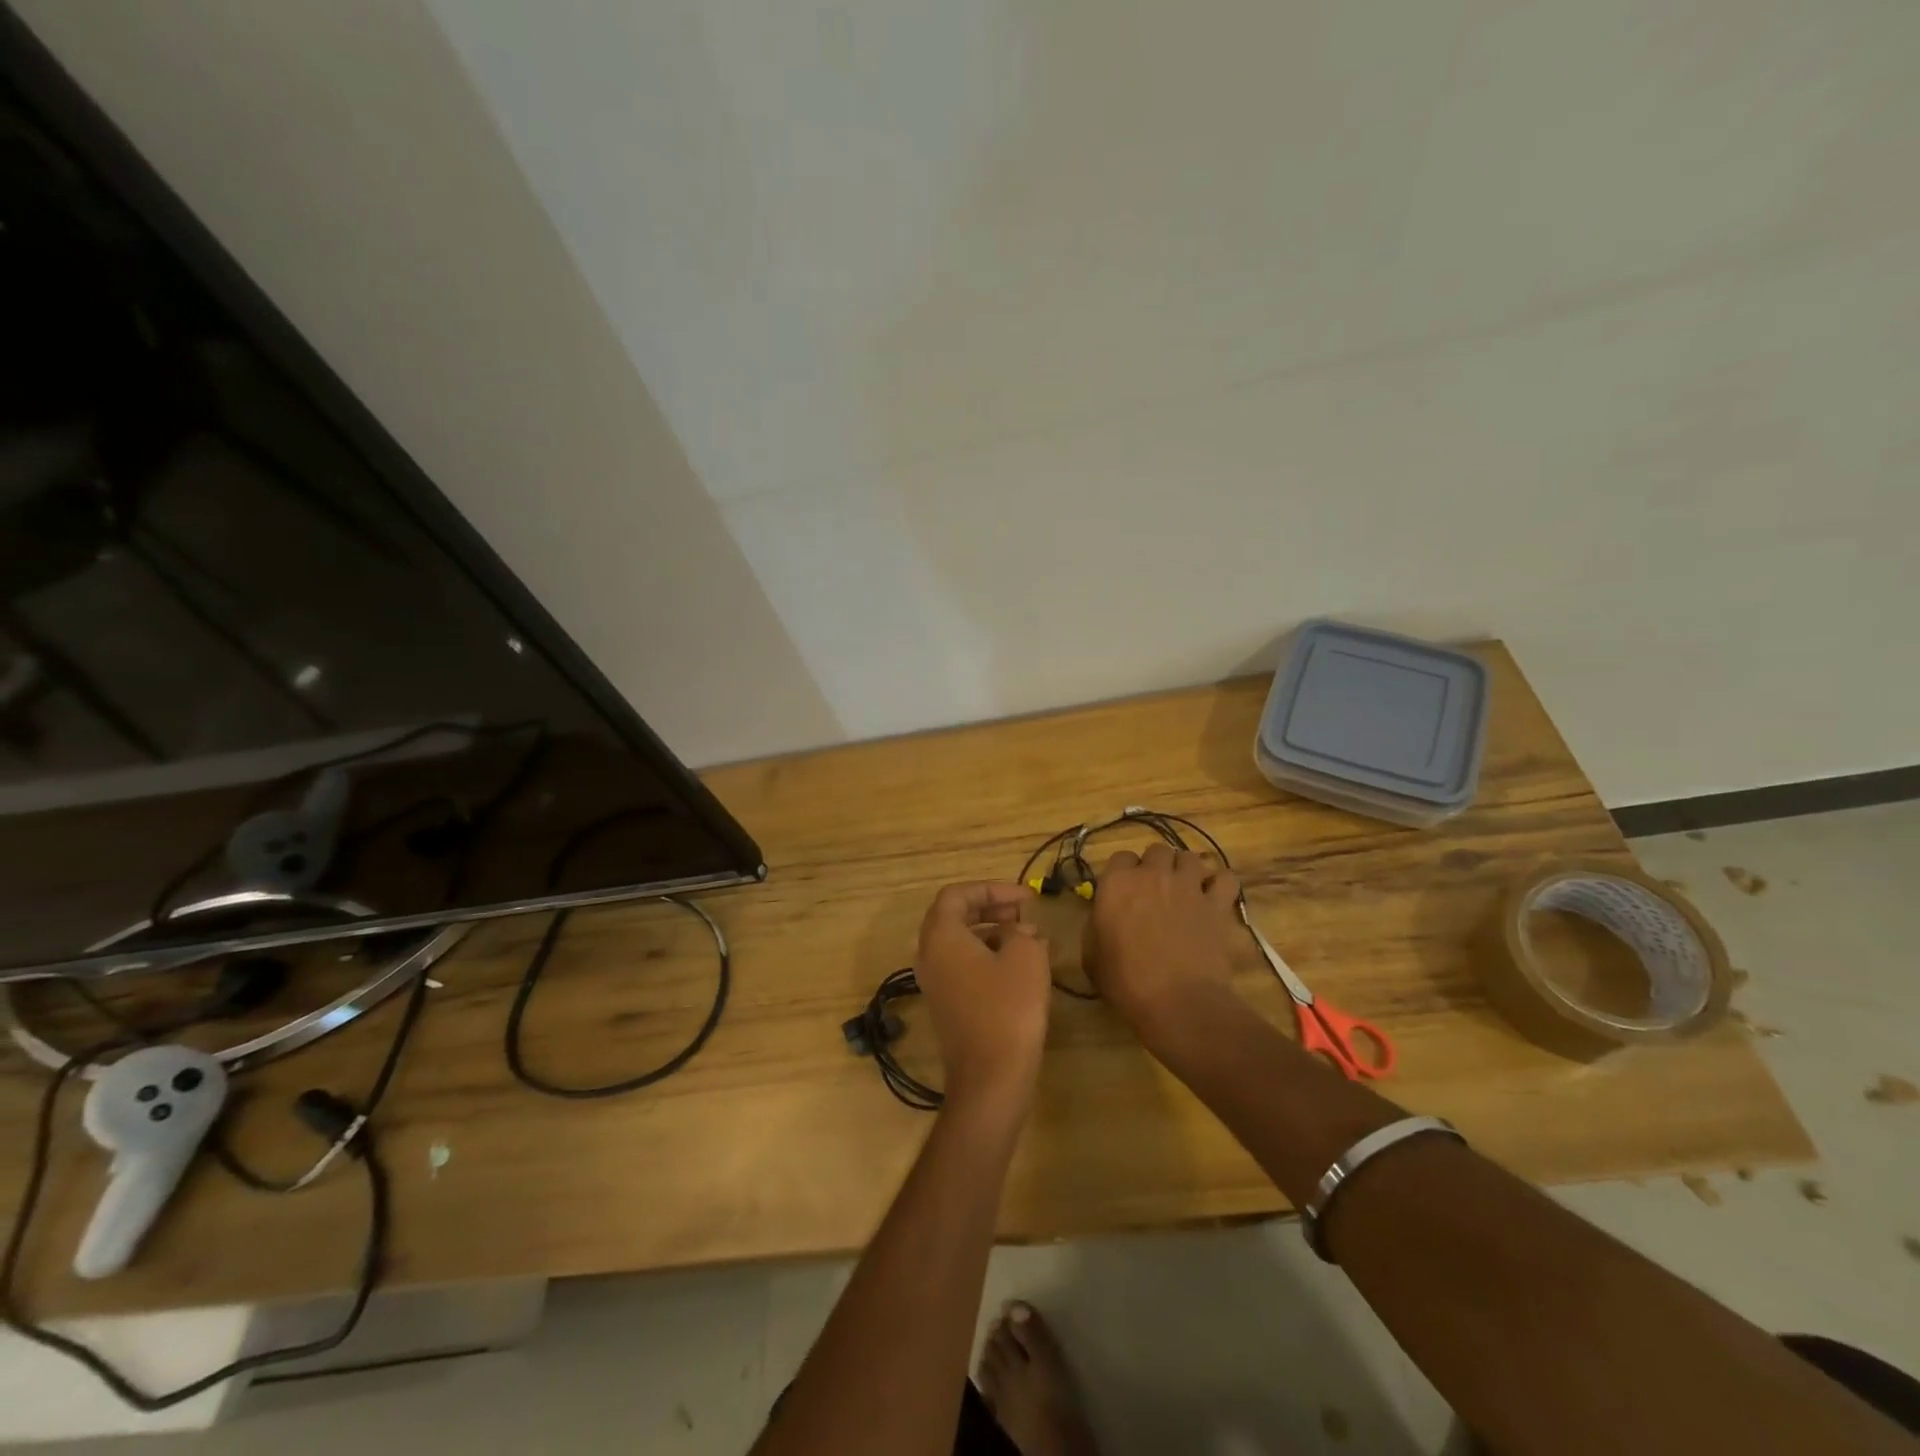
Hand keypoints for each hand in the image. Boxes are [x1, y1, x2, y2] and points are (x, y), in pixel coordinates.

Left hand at [913, 882, 1051, 1114]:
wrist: (990, 1078)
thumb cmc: (1008, 1008)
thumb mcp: (1026, 956)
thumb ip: (1023, 932)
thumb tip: (1020, 932)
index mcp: (940, 936)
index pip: (957, 894)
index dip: (992, 888)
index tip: (1026, 897)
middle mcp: (929, 955)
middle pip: (954, 916)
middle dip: (991, 907)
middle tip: (1024, 912)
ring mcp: (934, 982)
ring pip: (960, 942)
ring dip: (992, 932)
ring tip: (1029, 938)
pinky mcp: (946, 1005)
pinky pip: (963, 965)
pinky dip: (988, 955)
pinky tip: (1020, 966)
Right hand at [1084, 843, 1242, 1035]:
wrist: (1178, 1001)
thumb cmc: (1126, 981)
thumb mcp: (1092, 956)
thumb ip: (1096, 927)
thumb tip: (1102, 919)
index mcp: (1117, 883)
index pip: (1121, 857)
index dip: (1123, 873)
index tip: (1124, 893)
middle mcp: (1153, 874)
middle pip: (1157, 850)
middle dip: (1156, 866)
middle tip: (1155, 890)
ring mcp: (1188, 886)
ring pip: (1190, 857)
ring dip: (1186, 870)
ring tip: (1185, 890)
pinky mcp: (1217, 904)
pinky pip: (1225, 878)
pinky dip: (1220, 884)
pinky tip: (1215, 898)